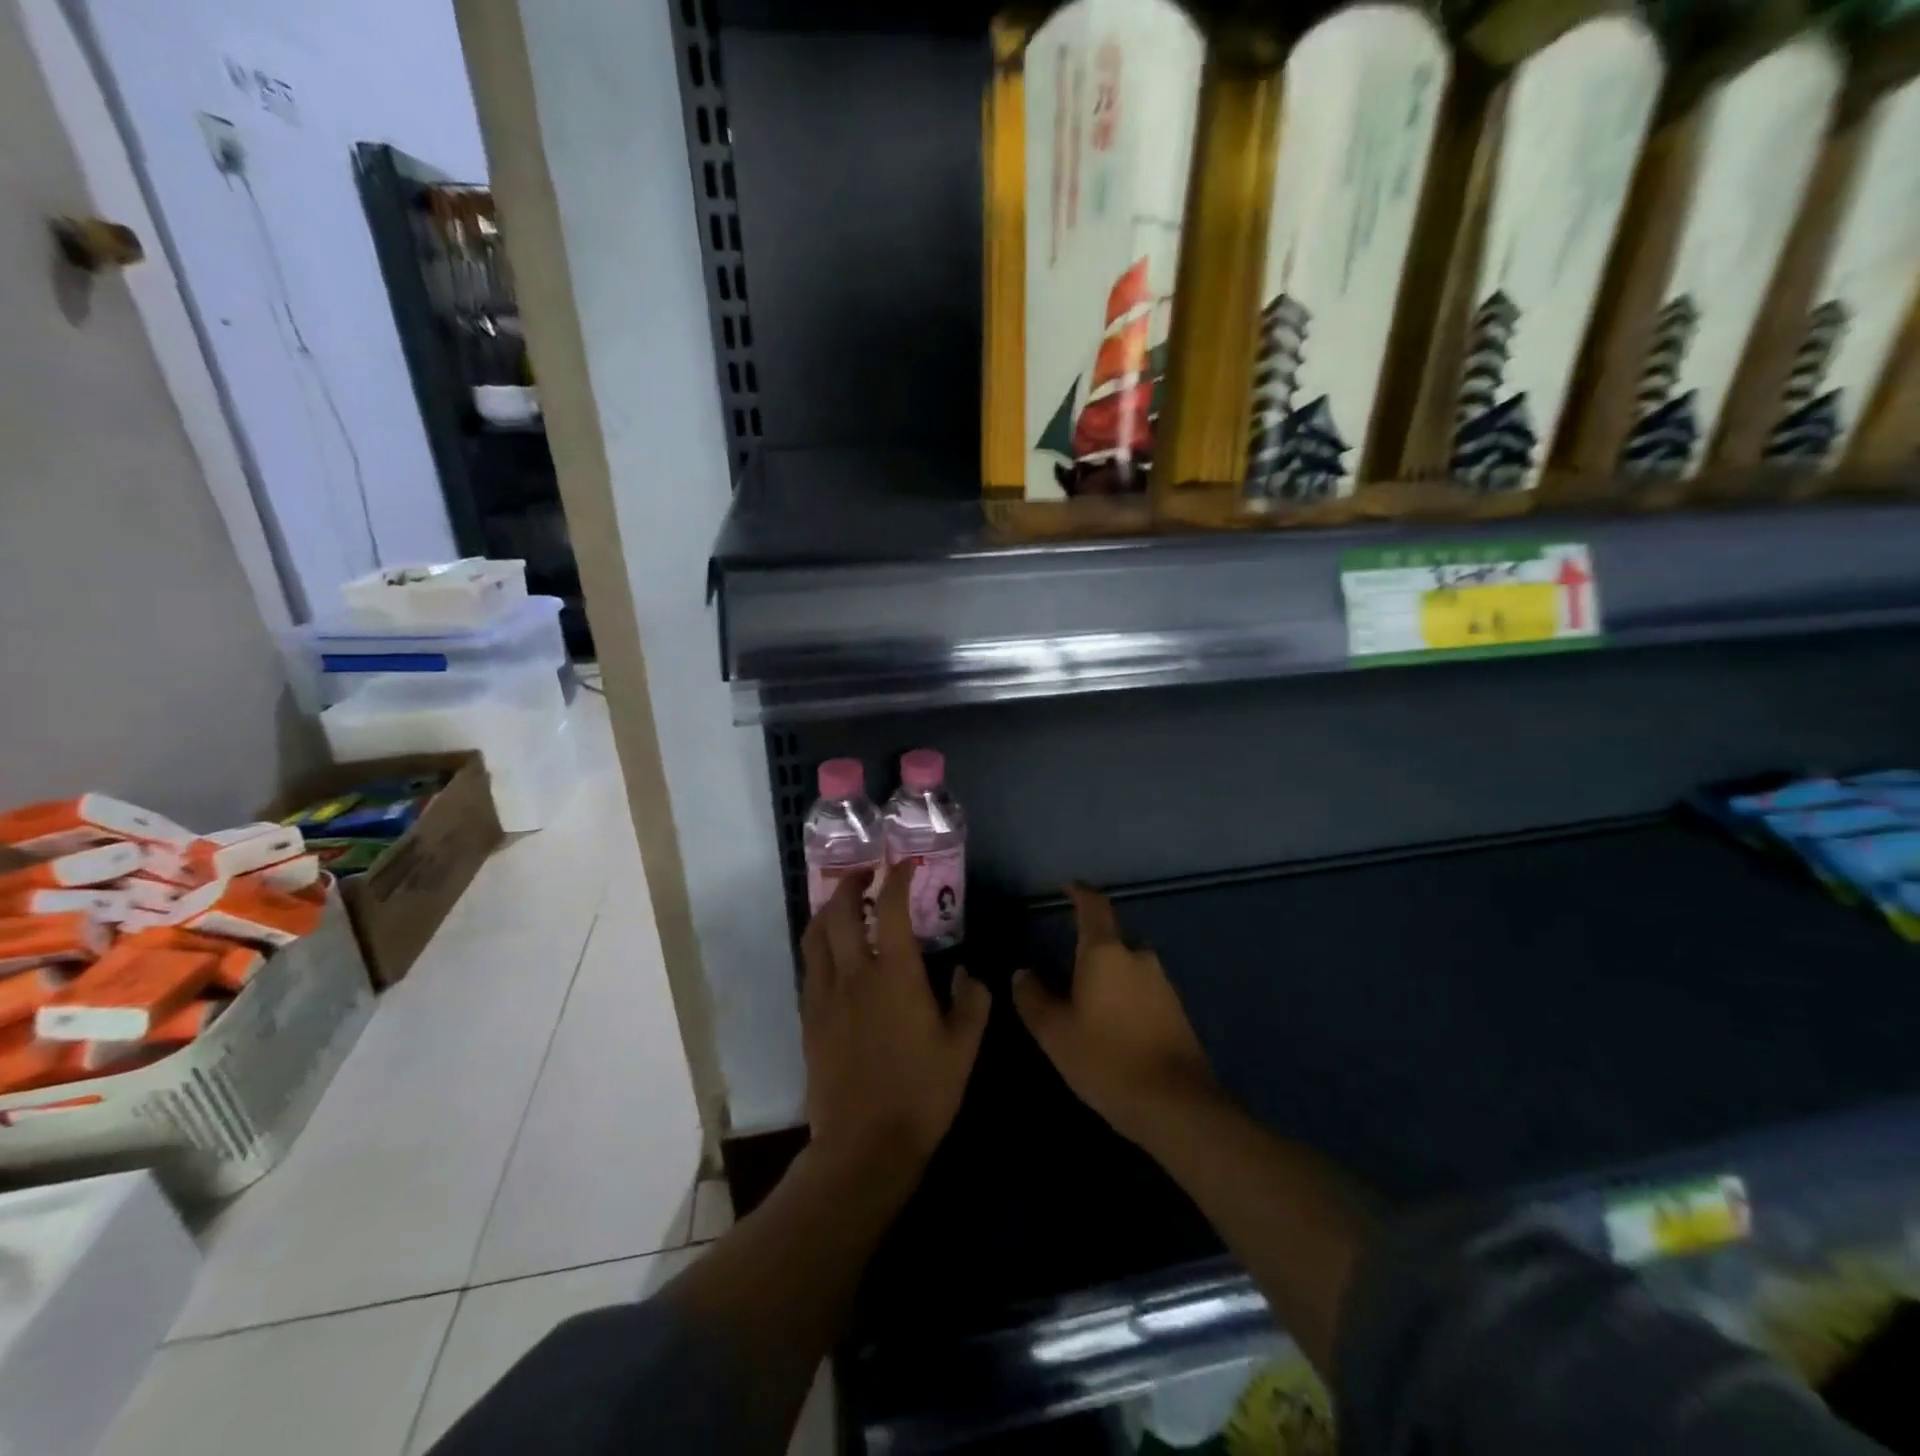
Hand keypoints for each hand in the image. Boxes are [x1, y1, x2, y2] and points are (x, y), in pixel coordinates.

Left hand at [800, 867, 991, 1189]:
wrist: (863, 1146)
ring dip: (828, 909)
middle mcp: (854, 975)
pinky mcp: (809, 1018)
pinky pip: (809, 965)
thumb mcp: (963, 1048)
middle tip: (866, 874)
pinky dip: (819, 944)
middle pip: (840, 912)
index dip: (896, 880)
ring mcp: (825, 996)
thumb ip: (971, 1001)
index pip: (890, 909)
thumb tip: (966, 973)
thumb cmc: (921, 1095)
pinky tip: (832, 952)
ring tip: (843, 903)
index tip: (904, 866)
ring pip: (816, 936)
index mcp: (895, 975)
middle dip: (851, 883)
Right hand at [1012, 884, 1222, 1146]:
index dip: (1079, 892)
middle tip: (1065, 968)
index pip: (1093, 906)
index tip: (1067, 886)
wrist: (1176, 1105)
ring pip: (1127, 967)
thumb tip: (1023, 973)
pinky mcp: (1176, 1011)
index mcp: (1106, 953)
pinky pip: (1142, 991)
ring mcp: (1162, 984)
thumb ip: (1033, 997)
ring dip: (1108, 976)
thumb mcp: (1055, 1032)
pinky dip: (1124, 998)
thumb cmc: (1106, 1059)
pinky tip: (1112, 1026)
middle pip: (1110, 940)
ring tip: (1086, 1002)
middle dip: (1089, 948)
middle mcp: (1138, 958)